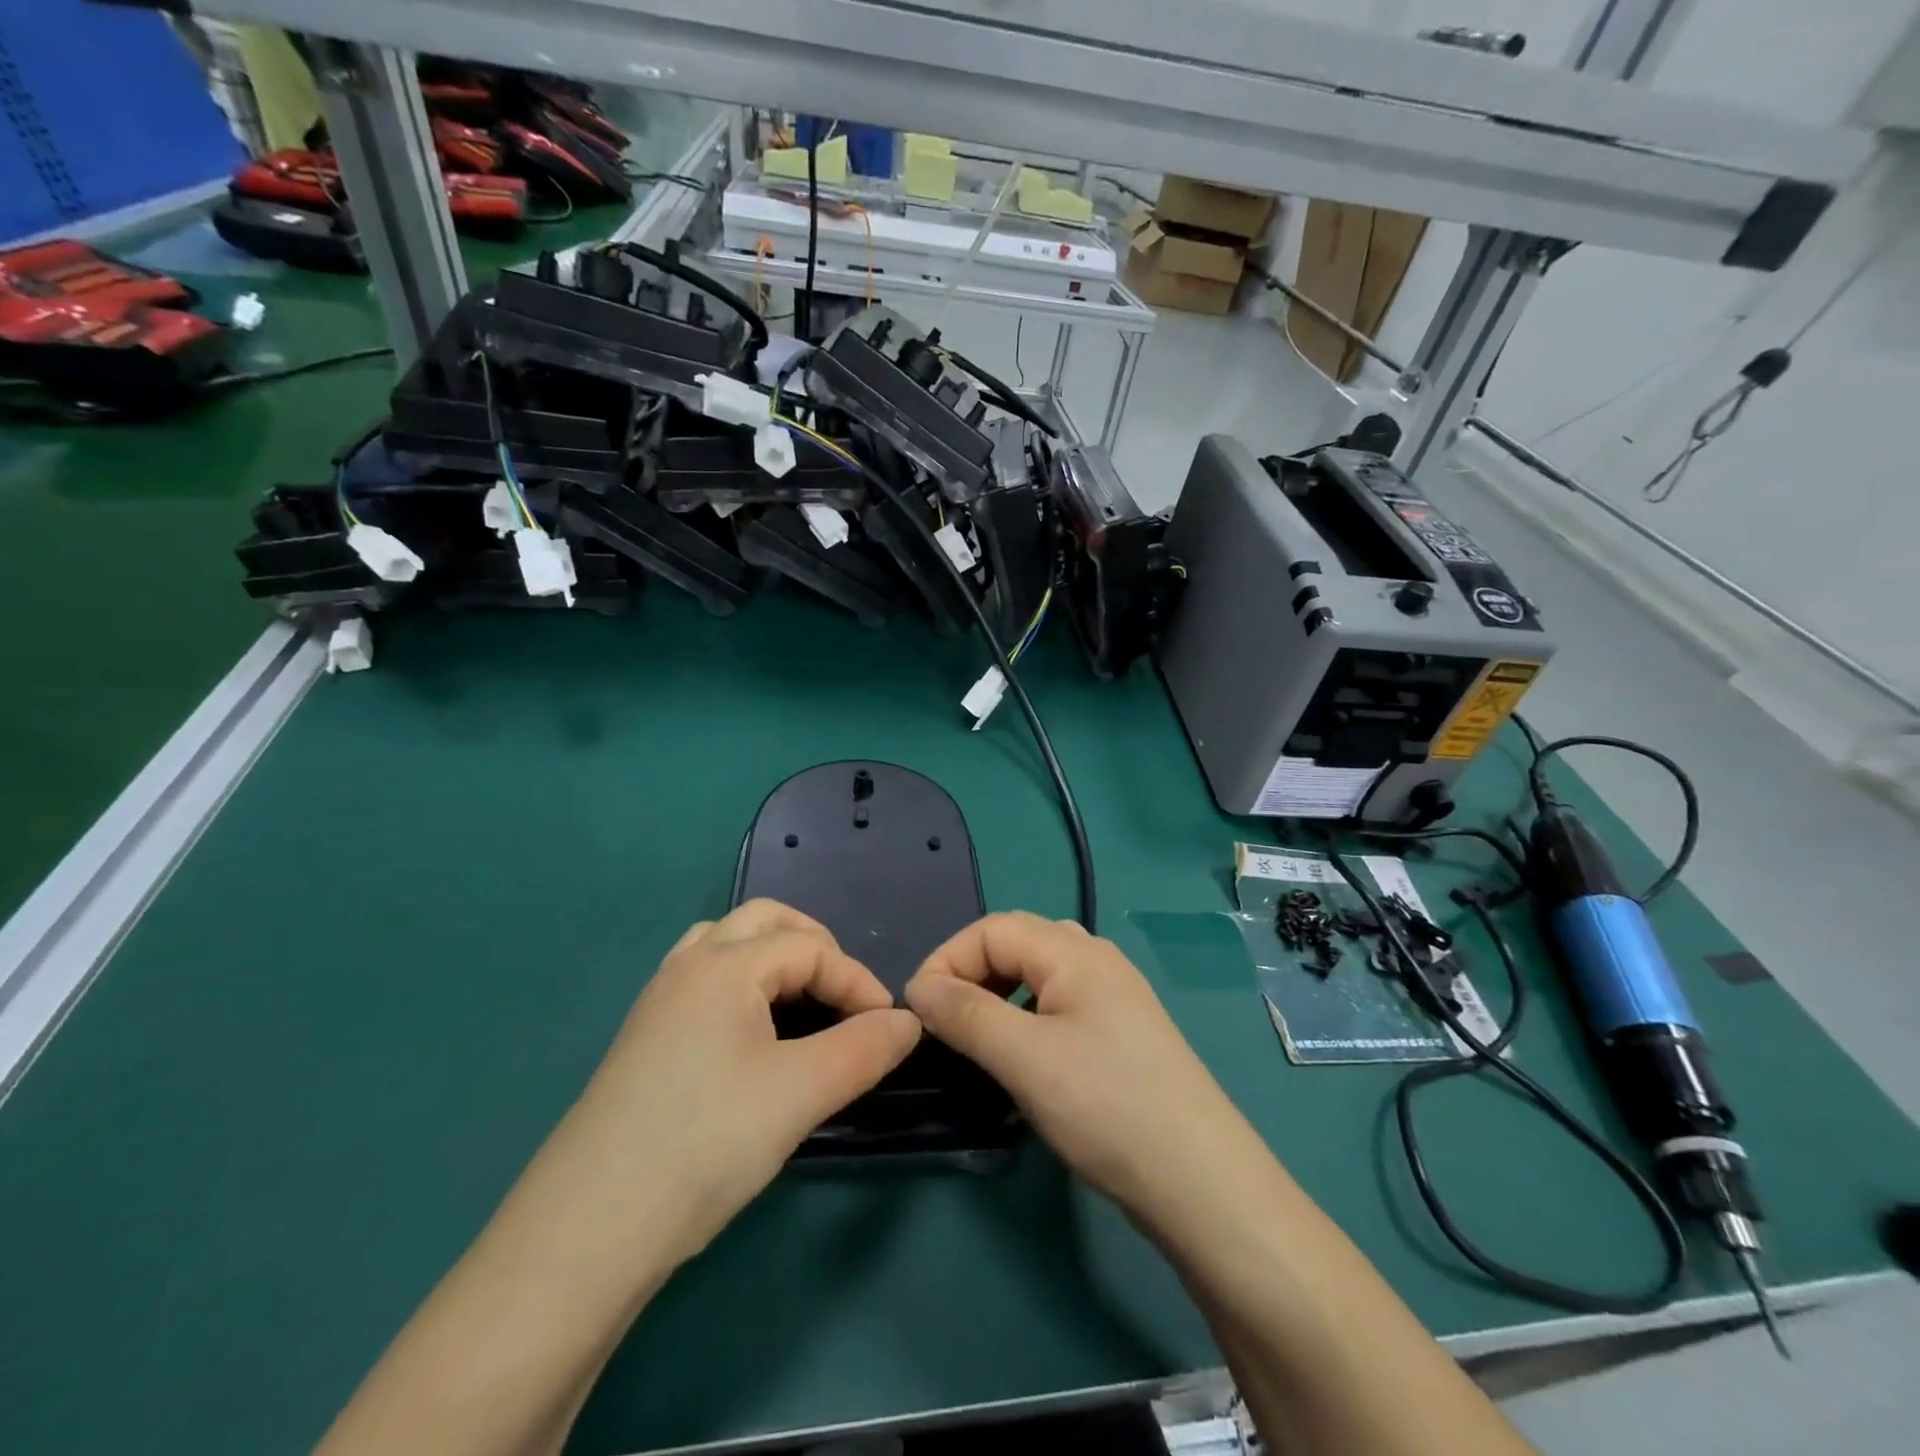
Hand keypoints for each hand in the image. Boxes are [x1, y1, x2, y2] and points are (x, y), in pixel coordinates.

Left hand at [566, 900, 920, 1270]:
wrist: (587, 1231)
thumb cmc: (704, 1144)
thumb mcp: (801, 1094)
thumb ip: (864, 1049)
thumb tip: (908, 1022)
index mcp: (724, 966)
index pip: (810, 948)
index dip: (857, 980)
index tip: (888, 1028)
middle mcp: (687, 966)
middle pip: (763, 921)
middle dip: (815, 946)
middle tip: (844, 995)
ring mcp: (658, 1001)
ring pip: (726, 945)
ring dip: (773, 958)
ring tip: (802, 1003)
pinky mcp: (644, 1038)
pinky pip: (703, 980)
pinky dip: (742, 984)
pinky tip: (752, 1034)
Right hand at [904, 913, 1275, 1236]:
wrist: (1200, 1182)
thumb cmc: (1106, 1106)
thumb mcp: (1024, 1058)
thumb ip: (966, 1014)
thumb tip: (919, 988)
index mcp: (1074, 951)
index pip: (992, 928)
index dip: (947, 959)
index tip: (917, 1010)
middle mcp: (1096, 959)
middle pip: (1016, 943)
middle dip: (970, 972)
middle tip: (942, 1022)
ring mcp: (1113, 996)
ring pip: (1037, 975)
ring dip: (996, 995)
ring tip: (974, 1038)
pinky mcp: (1119, 1033)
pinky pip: (1057, 1005)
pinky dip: (1024, 1018)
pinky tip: (1021, 1057)